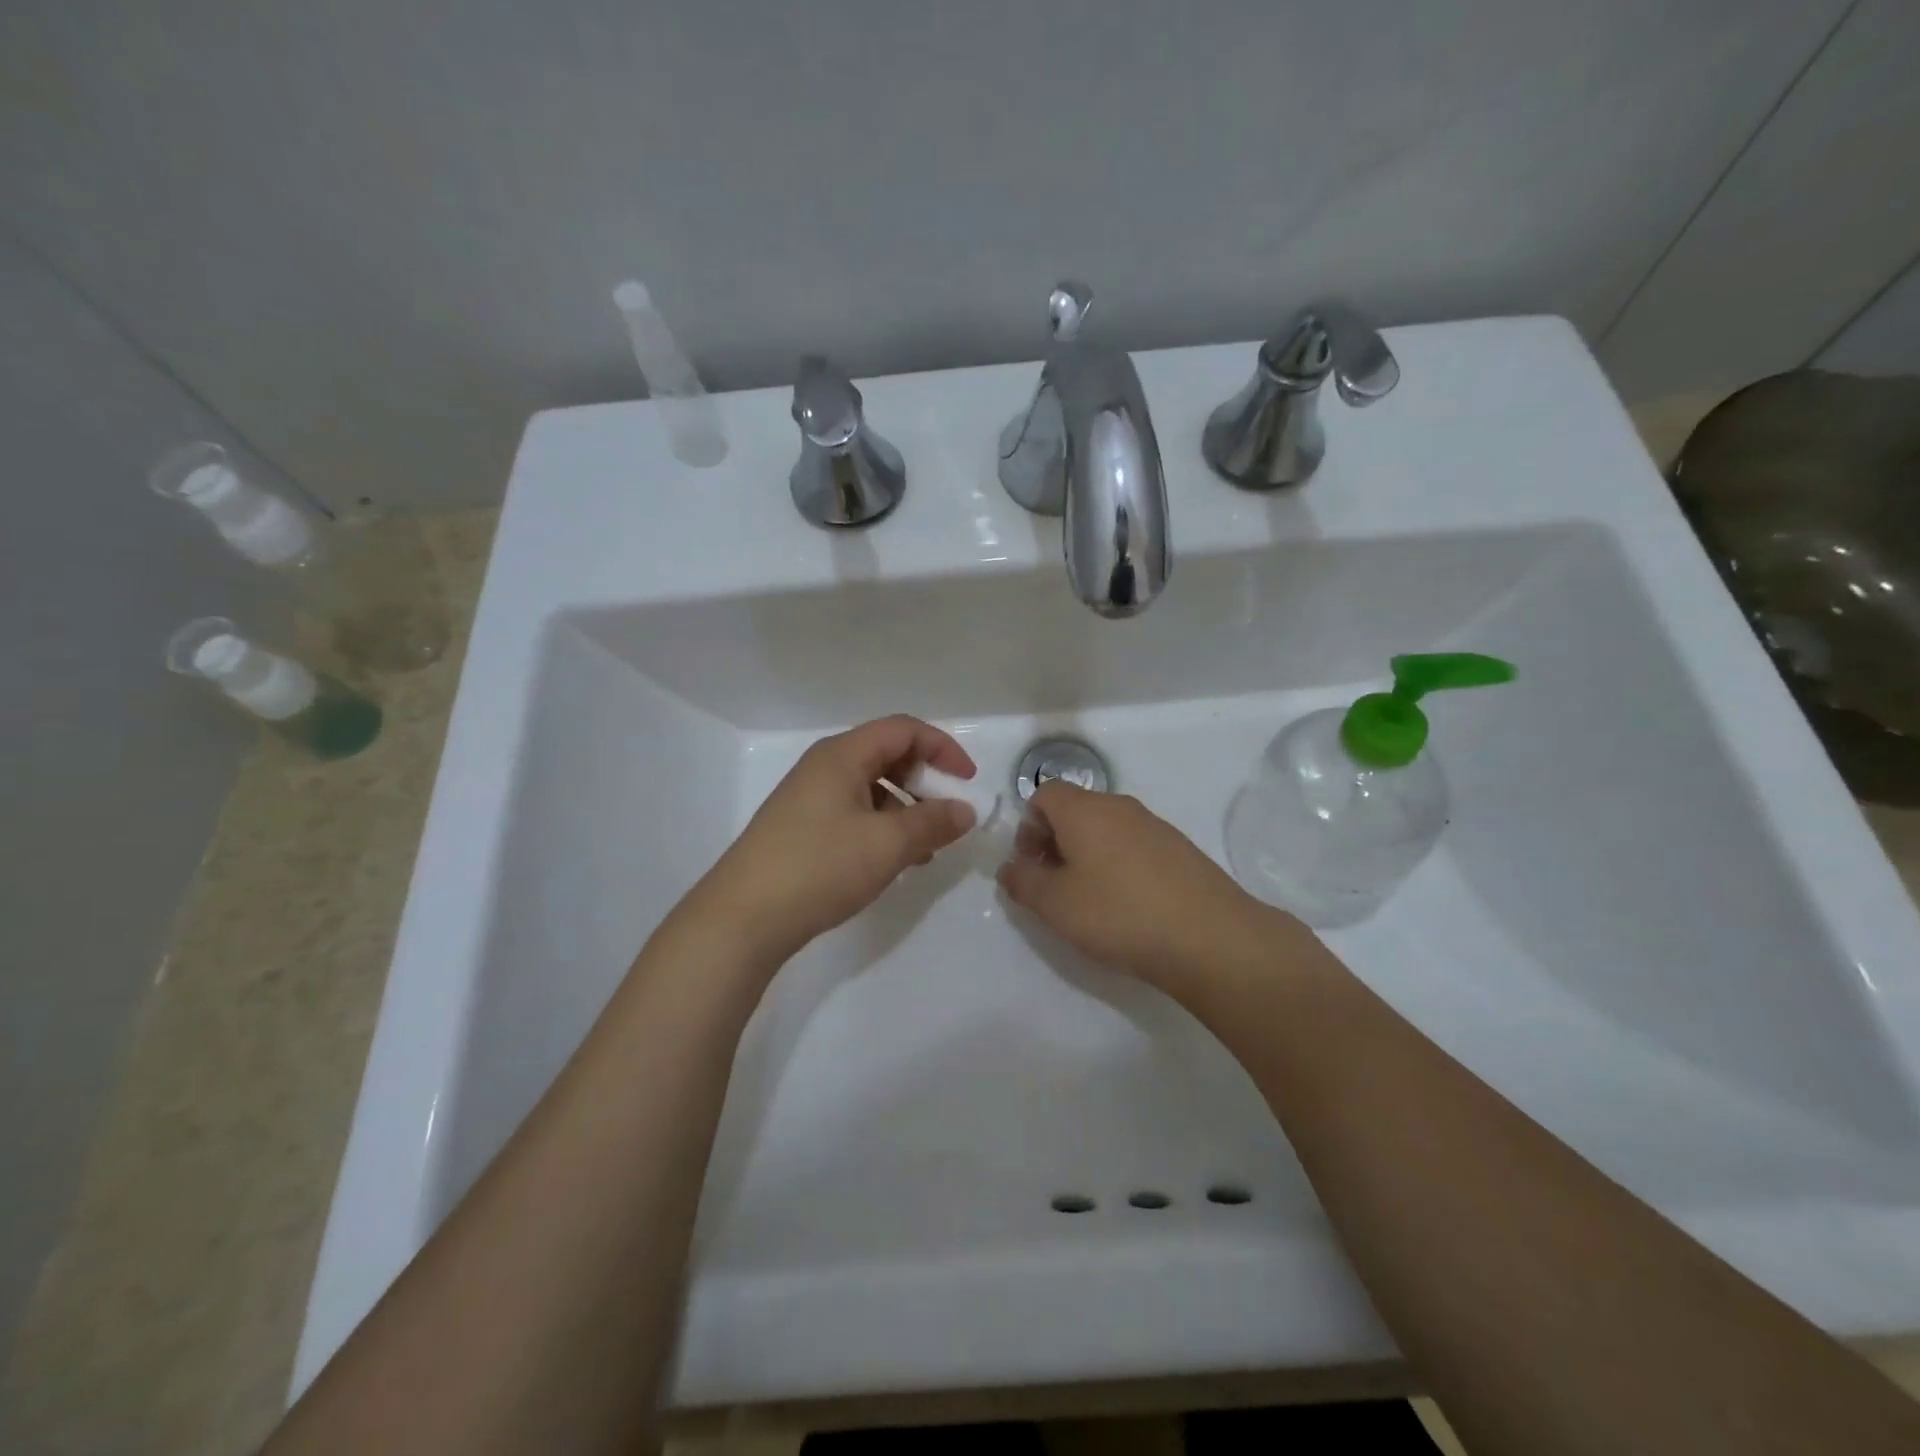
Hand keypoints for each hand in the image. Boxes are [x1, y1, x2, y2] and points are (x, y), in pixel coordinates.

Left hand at [694, 715, 977, 964]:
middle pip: (887, 755)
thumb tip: (965, 810)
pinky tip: (894, 861)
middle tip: (947, 815)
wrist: (743, 918)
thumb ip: (933, 823)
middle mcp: (824, 767)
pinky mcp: (802, 828)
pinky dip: (882, 827)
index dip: (943, 748)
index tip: (967, 782)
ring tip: (925, 848)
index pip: (904, 729)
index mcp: (842, 755)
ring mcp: (810, 798)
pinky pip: (854, 813)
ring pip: (872, 788)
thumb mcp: (887, 844)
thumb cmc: (819, 867)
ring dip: (906, 809)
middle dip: (925, 780)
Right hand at [998, 782, 1308, 996]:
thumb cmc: (1119, 914)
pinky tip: (1128, 907)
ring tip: (1091, 902)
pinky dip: (1120, 867)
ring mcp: (1155, 826)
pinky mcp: (1181, 850)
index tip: (1031, 866)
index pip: (1044, 794)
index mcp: (1085, 809)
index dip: (1028, 826)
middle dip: (1055, 843)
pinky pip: (1135, 847)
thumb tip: (1010, 868)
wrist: (1210, 938)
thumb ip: (1022, 882)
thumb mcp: (1054, 905)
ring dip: (1088, 857)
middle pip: (1075, 810)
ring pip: (1106, 830)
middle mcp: (1120, 806)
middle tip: (1055, 888)